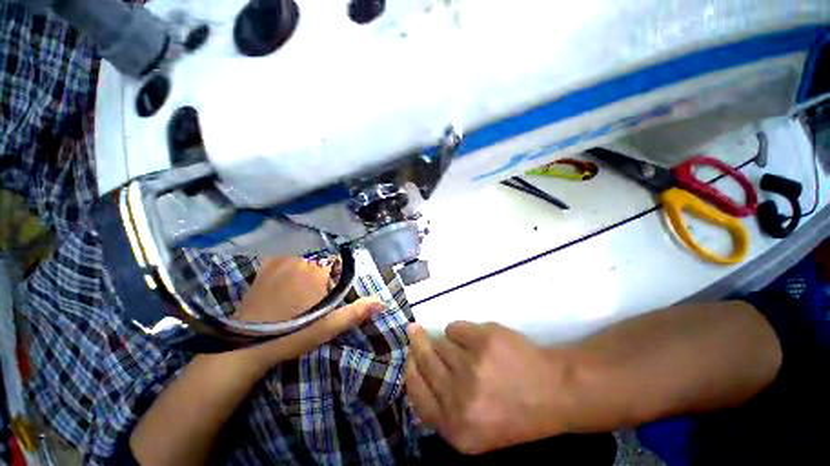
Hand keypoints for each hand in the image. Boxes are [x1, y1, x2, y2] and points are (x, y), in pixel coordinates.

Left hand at [229, 256, 385, 374]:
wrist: (245, 345)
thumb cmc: (292, 334)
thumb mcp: (328, 326)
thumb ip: (355, 312)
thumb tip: (382, 302)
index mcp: (314, 270)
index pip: (335, 250)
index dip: (343, 252)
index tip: (346, 258)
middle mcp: (297, 260)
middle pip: (320, 245)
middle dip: (329, 250)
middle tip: (333, 260)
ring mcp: (278, 261)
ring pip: (302, 245)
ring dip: (312, 247)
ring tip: (320, 258)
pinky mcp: (265, 267)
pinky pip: (283, 249)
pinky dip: (293, 249)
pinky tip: (296, 256)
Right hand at [405, 322, 573, 454]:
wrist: (555, 392)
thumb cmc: (513, 412)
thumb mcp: (474, 428)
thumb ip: (442, 408)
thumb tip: (416, 370)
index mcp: (455, 428)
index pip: (416, 392)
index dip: (410, 370)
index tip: (409, 355)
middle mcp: (459, 399)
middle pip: (425, 361)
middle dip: (417, 343)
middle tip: (413, 330)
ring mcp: (472, 367)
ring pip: (441, 343)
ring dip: (448, 343)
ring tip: (468, 351)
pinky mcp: (483, 340)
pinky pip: (455, 327)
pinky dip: (461, 331)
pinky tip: (478, 341)